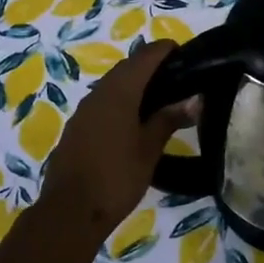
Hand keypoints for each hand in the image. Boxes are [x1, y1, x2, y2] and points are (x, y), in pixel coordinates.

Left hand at [39, 41, 198, 240]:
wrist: (70, 211)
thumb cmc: (116, 178)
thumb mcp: (149, 149)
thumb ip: (168, 119)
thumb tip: (193, 101)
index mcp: (119, 91)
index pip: (146, 55)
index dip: (166, 50)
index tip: (187, 56)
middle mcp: (99, 92)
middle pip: (128, 67)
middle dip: (152, 66)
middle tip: (179, 79)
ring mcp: (84, 109)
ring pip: (114, 84)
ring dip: (136, 84)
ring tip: (161, 100)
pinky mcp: (77, 127)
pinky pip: (103, 102)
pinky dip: (121, 101)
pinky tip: (135, 120)